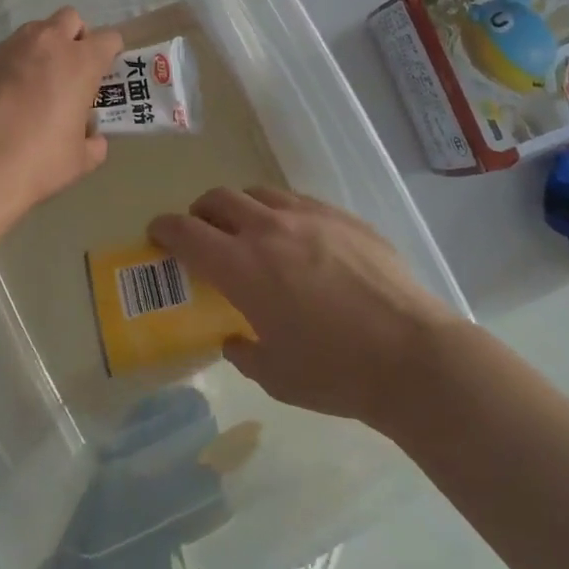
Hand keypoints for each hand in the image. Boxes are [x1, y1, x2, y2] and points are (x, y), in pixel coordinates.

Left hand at [0, 7, 122, 215]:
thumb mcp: (79, 160)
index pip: (108, 38)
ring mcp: (10, 48)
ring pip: (35, 30)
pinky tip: (6, 96)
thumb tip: (93, 139)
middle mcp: (47, 44)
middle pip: (70, 19)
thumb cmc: (38, 161)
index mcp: (80, 62)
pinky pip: (6, 52)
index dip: (110, 53)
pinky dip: (14, 65)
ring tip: (38, 82)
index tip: (105, 72)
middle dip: (76, 37)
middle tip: (72, 70)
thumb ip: (93, 142)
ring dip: (43, 47)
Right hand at [148, 188, 462, 425]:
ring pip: (258, 192)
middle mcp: (268, 229)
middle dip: (200, 212)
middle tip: (201, 232)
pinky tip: (296, 237)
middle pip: (218, 200)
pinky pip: (297, 200)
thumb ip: (244, 352)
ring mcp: (308, 215)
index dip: (164, 229)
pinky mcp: (341, 215)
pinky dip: (281, 211)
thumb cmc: (335, 372)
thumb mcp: (276, 376)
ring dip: (240, 207)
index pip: (186, 232)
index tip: (157, 233)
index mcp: (241, 267)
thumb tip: (234, 339)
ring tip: (248, 230)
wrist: (411, 354)